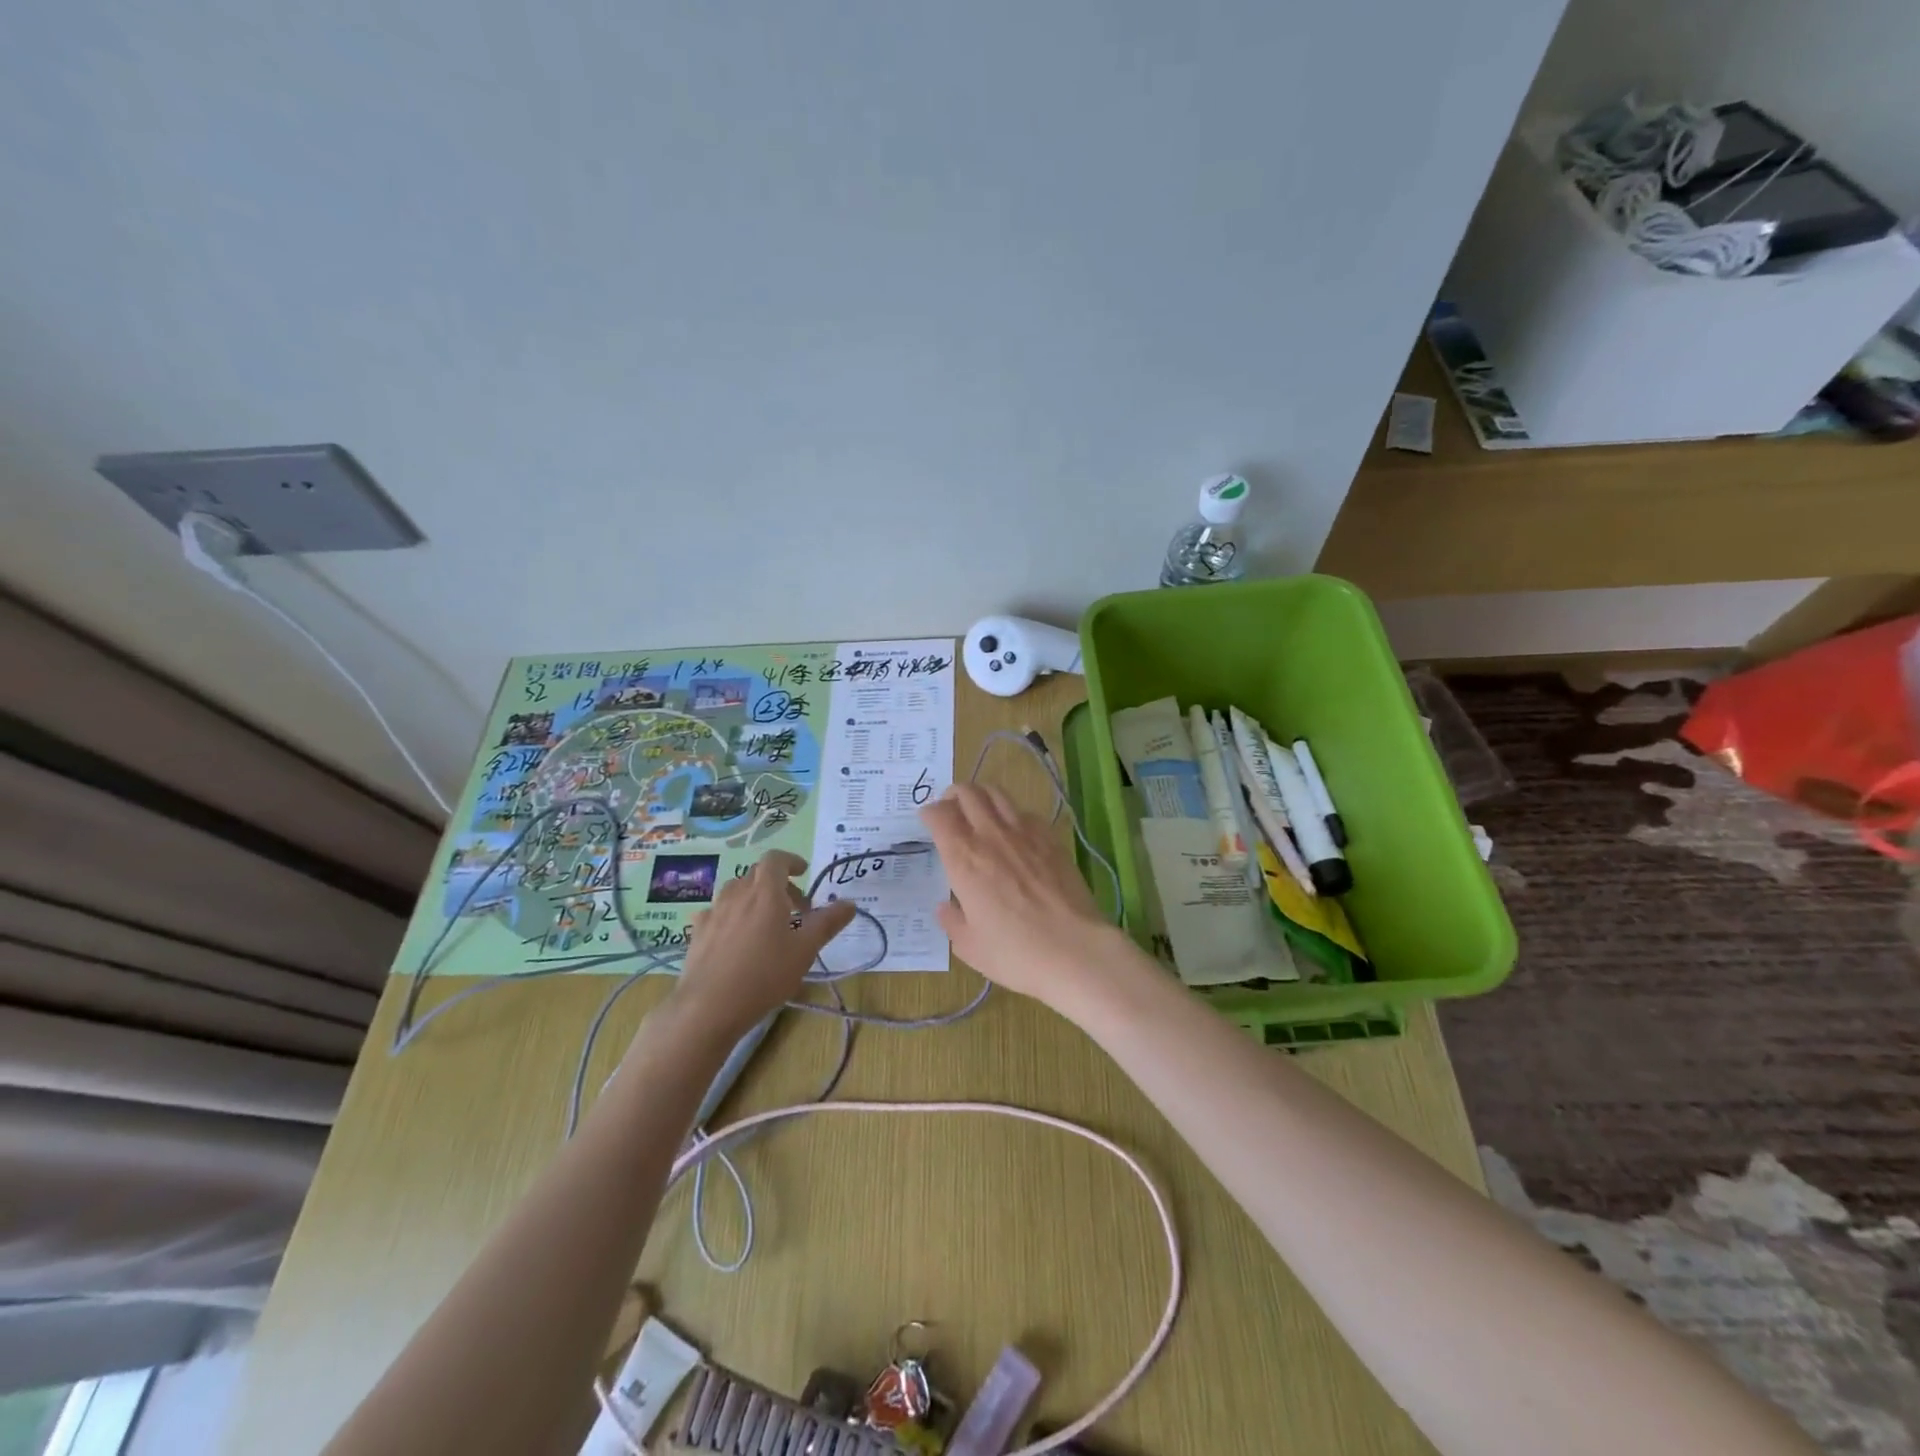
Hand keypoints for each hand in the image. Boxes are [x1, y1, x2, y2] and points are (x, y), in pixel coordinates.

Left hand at [673, 851, 855, 1038]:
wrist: (708, 1007)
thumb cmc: (764, 975)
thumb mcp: (804, 951)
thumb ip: (827, 923)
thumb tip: (850, 903)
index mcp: (765, 893)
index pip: (775, 859)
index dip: (791, 861)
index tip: (804, 873)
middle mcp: (737, 894)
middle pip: (757, 874)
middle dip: (779, 884)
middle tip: (796, 909)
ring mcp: (713, 912)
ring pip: (736, 891)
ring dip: (754, 898)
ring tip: (766, 924)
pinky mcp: (697, 933)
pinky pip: (718, 912)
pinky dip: (732, 915)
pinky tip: (736, 938)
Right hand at [919, 784, 1120, 1009]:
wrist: (1074, 949)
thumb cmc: (1015, 953)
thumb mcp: (970, 947)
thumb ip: (952, 922)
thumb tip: (945, 907)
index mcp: (963, 858)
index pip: (939, 815)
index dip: (929, 813)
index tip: (928, 822)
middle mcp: (990, 835)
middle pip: (967, 792)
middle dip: (953, 795)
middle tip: (950, 809)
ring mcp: (1024, 832)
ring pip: (997, 793)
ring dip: (982, 795)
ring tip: (979, 810)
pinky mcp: (1051, 837)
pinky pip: (1025, 812)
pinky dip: (1012, 814)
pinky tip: (1015, 832)